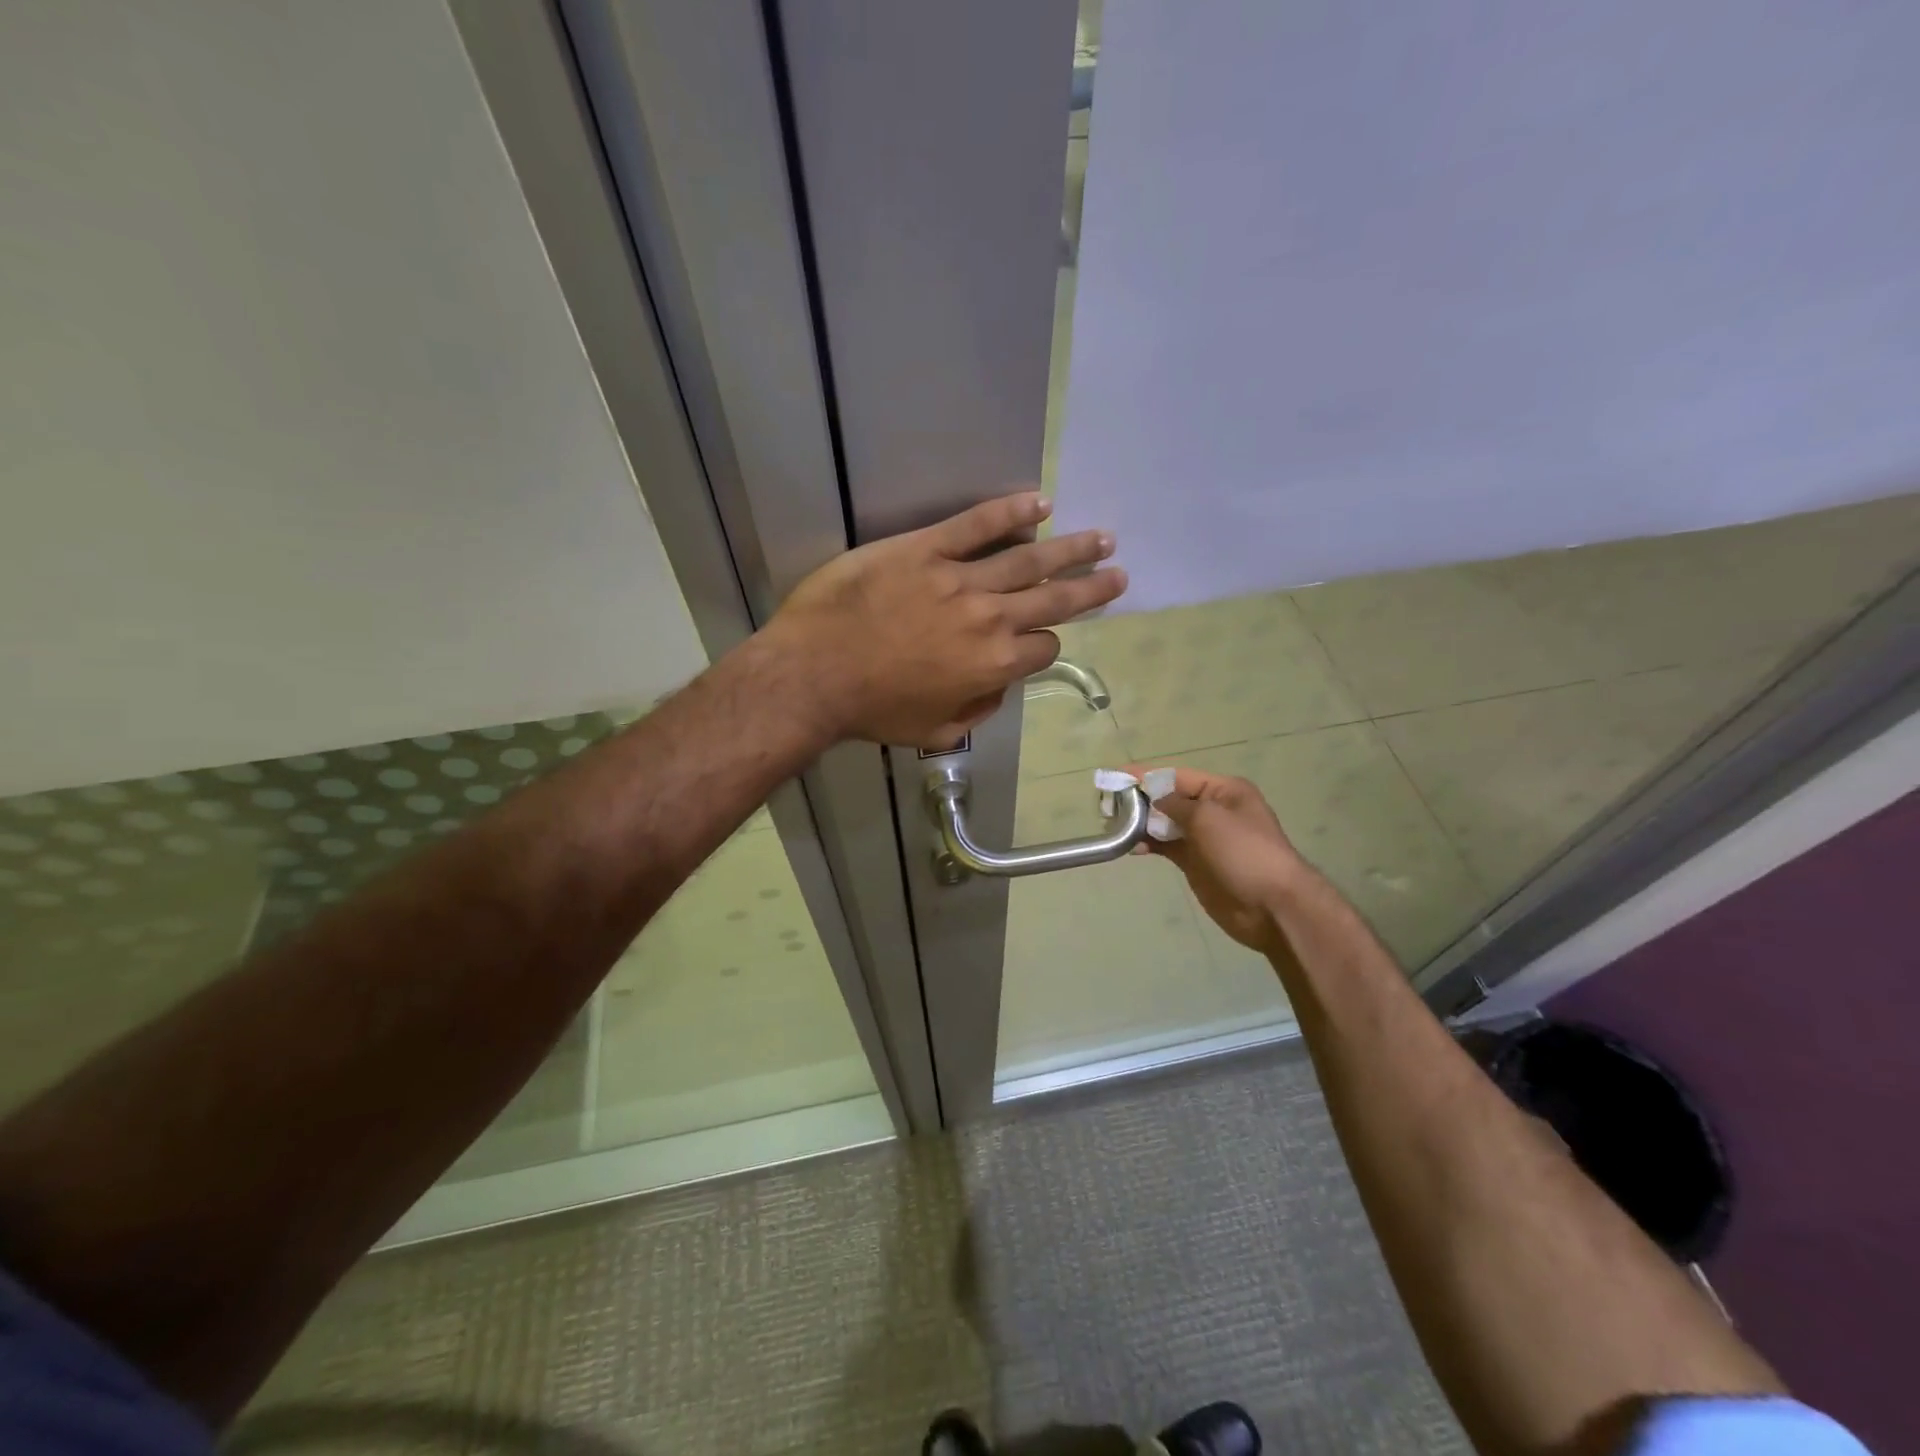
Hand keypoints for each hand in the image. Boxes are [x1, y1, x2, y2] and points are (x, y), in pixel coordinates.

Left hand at [770, 492, 1125, 748]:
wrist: (814, 674)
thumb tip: (998, 684)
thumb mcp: (936, 731)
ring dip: (1070, 549)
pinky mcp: (926, 549)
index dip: (1045, 645)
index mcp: (994, 664)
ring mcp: (960, 579)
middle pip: (1053, 598)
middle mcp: (990, 618)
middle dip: (1091, 588)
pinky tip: (1039, 502)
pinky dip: (1010, 511)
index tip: (1039, 640)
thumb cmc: (872, 710)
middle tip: (1118, 573)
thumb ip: (978, 708)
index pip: (1043, 647)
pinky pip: (976, 525)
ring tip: (1101, 538)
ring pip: (1028, 558)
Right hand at [1132, 766, 1314, 953]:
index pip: (1177, 776)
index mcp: (1223, 791)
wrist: (1272, 906)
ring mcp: (1205, 838)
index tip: (1115, 777)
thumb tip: (1153, 801)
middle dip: (1141, 800)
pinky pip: (1166, 847)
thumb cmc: (1243, 852)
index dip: (1146, 776)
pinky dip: (1149, 844)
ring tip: (1115, 826)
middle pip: (1169, 799)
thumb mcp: (1208, 818)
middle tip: (1108, 805)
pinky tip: (1130, 847)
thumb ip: (1175, 805)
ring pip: (1165, 823)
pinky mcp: (1196, 863)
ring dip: (1142, 823)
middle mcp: (1213, 810)